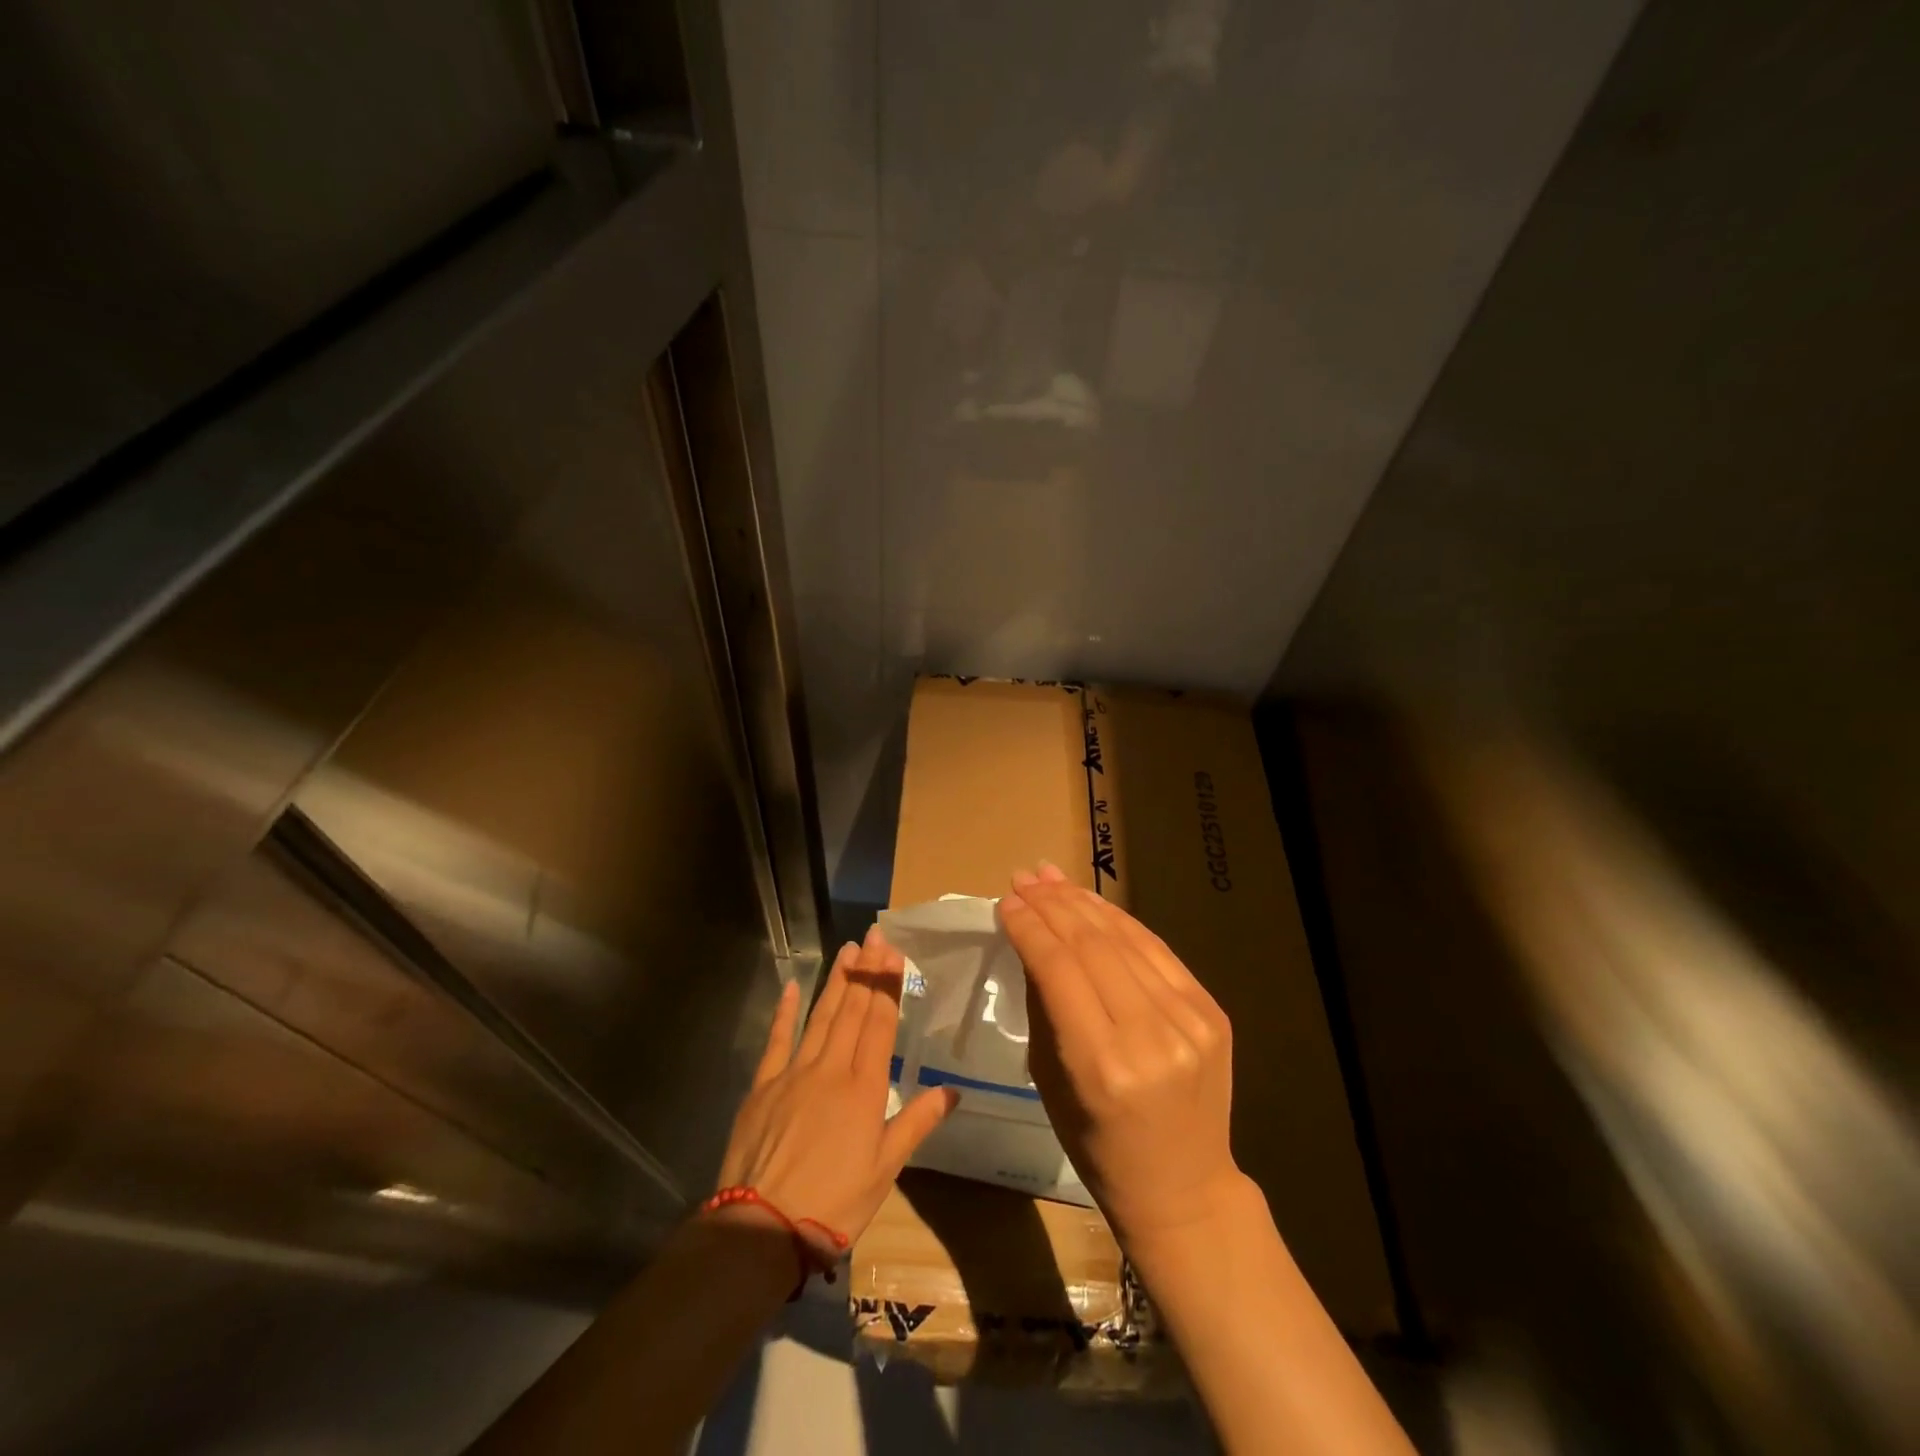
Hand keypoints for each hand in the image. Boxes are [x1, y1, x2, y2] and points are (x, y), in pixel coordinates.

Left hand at [716, 926, 958, 1241]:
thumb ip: (916, 1123)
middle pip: (852, 1011)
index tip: (894, 954)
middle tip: (874, 936)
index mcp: (864, 1088)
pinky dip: (785, 1011)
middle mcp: (831, 1069)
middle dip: (866, 971)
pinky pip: (777, 1039)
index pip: (880, 1024)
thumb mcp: (885, 1169)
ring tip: (848, 951)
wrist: (762, 1229)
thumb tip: (953, 1091)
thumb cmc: (834, 1204)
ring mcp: (794, 1072)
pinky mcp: (763, 1085)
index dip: (888, 986)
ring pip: (820, 1016)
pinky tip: (793, 986)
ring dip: (836, 982)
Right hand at [999, 863, 1241, 1241]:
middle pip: (1092, 945)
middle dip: (1052, 904)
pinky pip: (1156, 951)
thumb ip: (1043, 1004)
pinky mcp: (1211, 1011)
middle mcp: (1150, 1037)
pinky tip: (1093, 903)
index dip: (1029, 928)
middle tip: (1024, 879)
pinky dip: (1121, 922)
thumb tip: (1029, 939)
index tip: (1005, 901)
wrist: (1183, 1187)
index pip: (1058, 968)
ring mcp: (1189, 1021)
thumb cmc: (1097, 1145)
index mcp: (1101, 1066)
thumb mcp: (1049, 1081)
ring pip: (1126, 938)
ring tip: (1050, 878)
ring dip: (1083, 902)